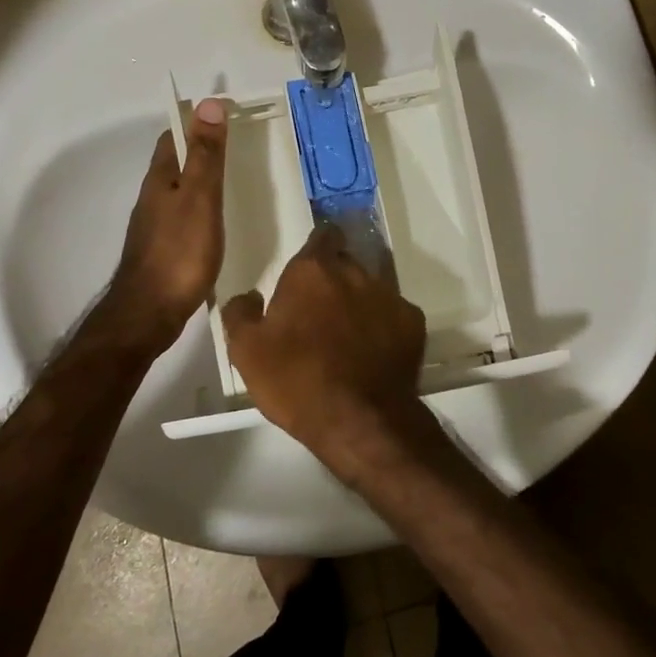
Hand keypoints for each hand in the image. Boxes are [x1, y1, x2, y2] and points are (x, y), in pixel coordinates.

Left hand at [99, 99, 227, 354]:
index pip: (175, 136)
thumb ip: (206, 155)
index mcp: (161, 179)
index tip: (228, 115)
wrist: (149, 313)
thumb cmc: (179, 253)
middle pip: (176, 163)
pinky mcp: (163, 250)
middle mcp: (153, 197)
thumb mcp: (200, 199)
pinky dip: (202, 209)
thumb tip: (208, 103)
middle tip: (238, 146)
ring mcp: (155, 226)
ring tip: (235, 181)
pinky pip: (184, 216)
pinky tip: (218, 223)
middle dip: (201, 149)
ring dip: (202, 180)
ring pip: (180, 190)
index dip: (197, 121)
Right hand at [221, 225, 429, 483]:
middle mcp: (355, 273)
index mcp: (312, 271)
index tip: (308, 268)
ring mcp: (389, 297)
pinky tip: (373, 352)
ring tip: (348, 336)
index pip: (321, 237)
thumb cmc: (296, 380)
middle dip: (334, 279)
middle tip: (320, 311)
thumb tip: (249, 296)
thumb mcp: (246, 350)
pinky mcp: (414, 323)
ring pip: (371, 288)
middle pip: (345, 263)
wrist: (358, 420)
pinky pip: (394, 315)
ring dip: (359, 303)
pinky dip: (383, 326)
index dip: (316, 248)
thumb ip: (241, 312)